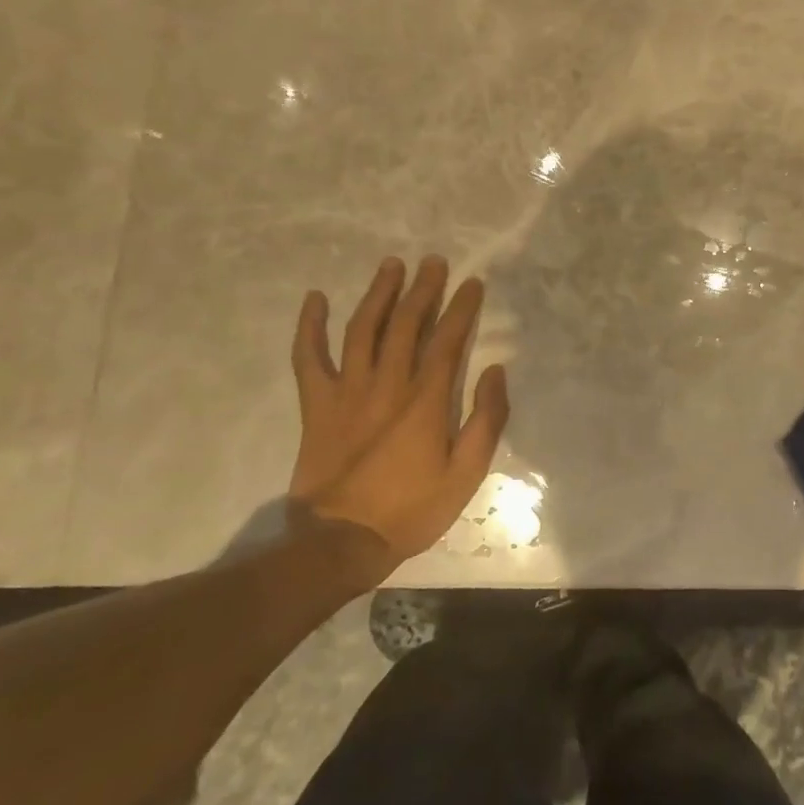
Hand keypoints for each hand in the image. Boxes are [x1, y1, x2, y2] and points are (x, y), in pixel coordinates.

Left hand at [288, 255, 509, 564]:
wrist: (340, 542)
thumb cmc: (411, 509)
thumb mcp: (467, 474)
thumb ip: (486, 419)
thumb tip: (495, 371)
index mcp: (425, 400)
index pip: (447, 340)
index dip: (462, 308)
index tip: (473, 283)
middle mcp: (387, 384)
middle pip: (405, 324)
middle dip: (423, 289)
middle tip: (434, 262)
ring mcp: (347, 391)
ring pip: (362, 329)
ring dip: (378, 294)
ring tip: (392, 265)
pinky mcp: (317, 405)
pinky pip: (308, 357)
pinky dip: (309, 326)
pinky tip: (316, 299)